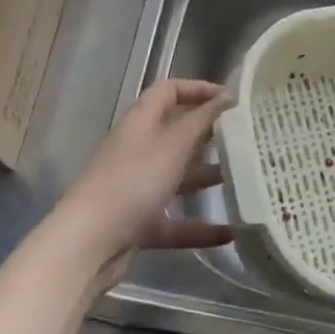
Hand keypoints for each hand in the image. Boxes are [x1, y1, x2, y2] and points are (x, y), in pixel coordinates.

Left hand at [57, 79, 234, 290]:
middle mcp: (138, 149)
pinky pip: (174, 220)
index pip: (169, 91)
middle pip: (176, 133)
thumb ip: (202, 120)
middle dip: (209, 134)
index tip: (231, 100)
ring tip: (245, 180)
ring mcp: (136, 187)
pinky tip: (230, 233)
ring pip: (177, 176)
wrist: (88, 244)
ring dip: (207, 177)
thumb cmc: (132, 182)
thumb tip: (228, 97)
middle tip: (246, 139)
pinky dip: (199, 226)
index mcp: (141, 122)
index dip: (198, 89)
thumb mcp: (172, 145)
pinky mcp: (138, 223)